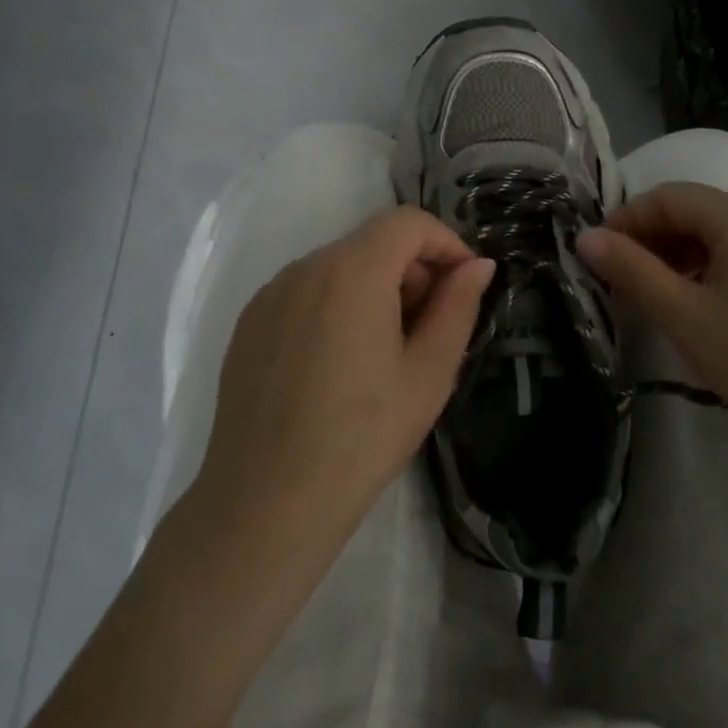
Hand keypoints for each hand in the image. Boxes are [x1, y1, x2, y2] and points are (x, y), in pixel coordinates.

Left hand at [188, 207, 494, 567]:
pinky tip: (338, 365)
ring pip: (339, 266)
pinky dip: (335, 305)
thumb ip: (458, 307)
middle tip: (429, 327)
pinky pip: (306, 292)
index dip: (445, 243)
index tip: (463, 285)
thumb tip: (477, 266)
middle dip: (412, 270)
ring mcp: (271, 293)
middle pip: (373, 242)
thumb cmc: (361, 439)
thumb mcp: (428, 374)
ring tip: (384, 352)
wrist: (265, 506)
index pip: (408, 222)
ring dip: (374, 288)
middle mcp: (306, 267)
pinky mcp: (250, 321)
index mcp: (352, 271)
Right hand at [576, 182, 727, 457]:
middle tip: (619, 275)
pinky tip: (695, 301)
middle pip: (695, 211)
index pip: (669, 197)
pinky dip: (707, 268)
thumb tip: (585, 238)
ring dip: (677, 253)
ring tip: (652, 291)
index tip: (598, 252)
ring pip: (718, 234)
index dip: (627, 219)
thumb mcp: (683, 315)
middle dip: (651, 237)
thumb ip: (631, 270)